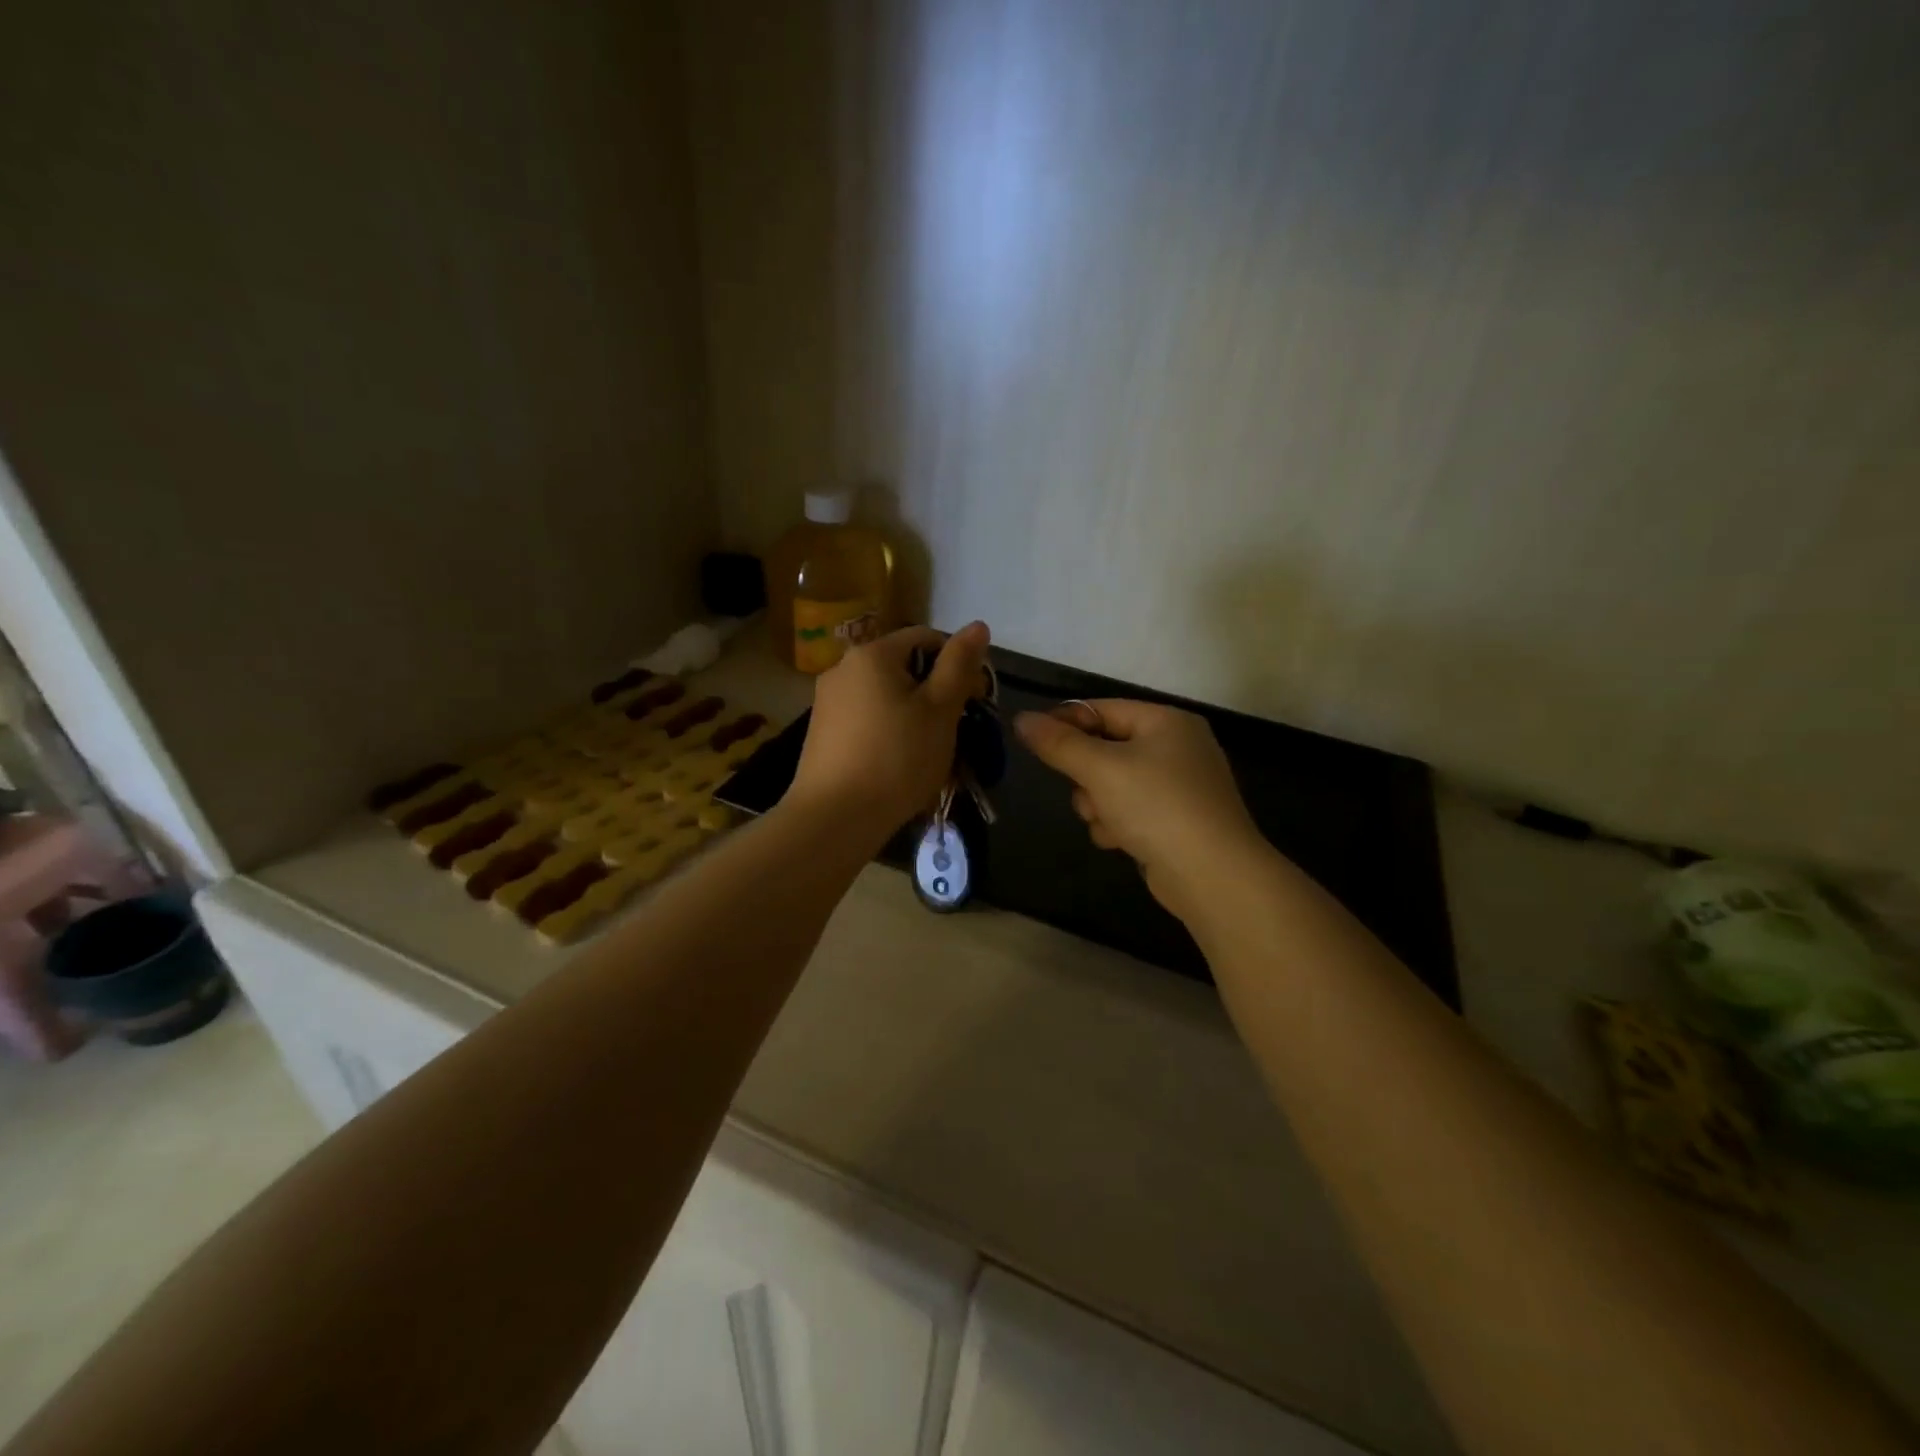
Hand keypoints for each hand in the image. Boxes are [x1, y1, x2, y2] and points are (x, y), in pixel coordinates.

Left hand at [787, 622, 990, 841]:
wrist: (834, 818)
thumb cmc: (897, 759)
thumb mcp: (940, 710)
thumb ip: (959, 664)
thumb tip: (977, 624)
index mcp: (872, 654)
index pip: (926, 637)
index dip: (958, 663)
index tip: (975, 700)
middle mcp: (843, 668)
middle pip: (903, 667)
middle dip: (935, 693)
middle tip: (956, 730)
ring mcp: (827, 701)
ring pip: (885, 696)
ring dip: (913, 715)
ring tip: (929, 752)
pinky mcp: (821, 733)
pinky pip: (866, 720)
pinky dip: (889, 732)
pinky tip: (898, 763)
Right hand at [1015, 699, 1268, 922]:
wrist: (1212, 875)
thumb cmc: (1157, 807)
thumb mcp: (1101, 769)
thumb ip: (1058, 743)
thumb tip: (1022, 719)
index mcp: (1166, 722)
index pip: (1103, 709)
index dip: (1065, 722)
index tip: (1032, 741)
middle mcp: (1176, 748)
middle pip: (1105, 749)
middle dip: (1086, 775)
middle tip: (1085, 791)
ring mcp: (1178, 787)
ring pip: (1112, 784)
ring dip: (1098, 804)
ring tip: (1106, 822)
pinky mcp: (1175, 822)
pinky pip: (1130, 811)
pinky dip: (1118, 824)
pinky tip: (1120, 841)